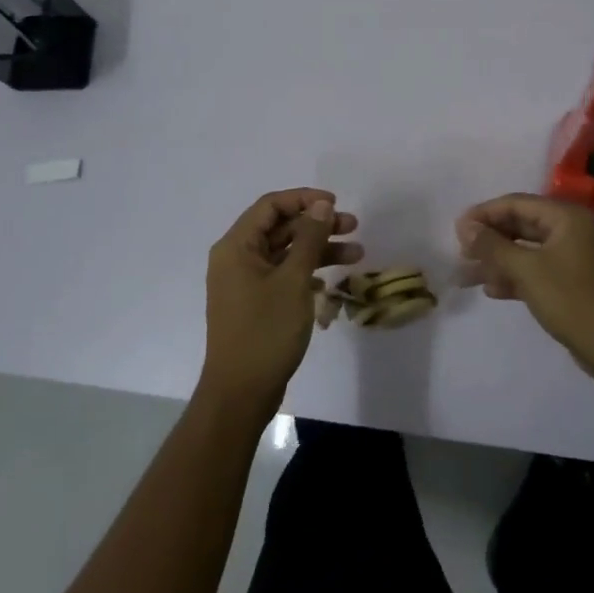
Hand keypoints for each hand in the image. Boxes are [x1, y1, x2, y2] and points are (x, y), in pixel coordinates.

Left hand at [200, 188, 361, 411]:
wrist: (241, 393)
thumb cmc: (265, 331)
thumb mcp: (293, 280)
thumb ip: (309, 239)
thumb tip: (321, 205)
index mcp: (236, 246)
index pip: (271, 206)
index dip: (304, 199)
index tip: (336, 204)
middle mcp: (237, 258)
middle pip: (280, 227)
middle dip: (317, 225)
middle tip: (353, 226)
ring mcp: (245, 283)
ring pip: (286, 252)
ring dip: (319, 250)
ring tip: (357, 254)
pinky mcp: (255, 303)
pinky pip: (283, 275)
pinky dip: (308, 273)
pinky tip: (331, 283)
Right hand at [456, 194, 593, 377]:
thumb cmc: (573, 300)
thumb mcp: (528, 270)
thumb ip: (493, 246)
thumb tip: (465, 227)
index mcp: (567, 217)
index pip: (517, 203)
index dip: (484, 214)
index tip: (456, 231)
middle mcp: (571, 231)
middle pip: (521, 226)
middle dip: (489, 240)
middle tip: (460, 254)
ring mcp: (573, 258)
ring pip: (526, 251)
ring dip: (498, 262)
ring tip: (466, 277)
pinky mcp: (572, 283)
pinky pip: (537, 271)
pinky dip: (514, 278)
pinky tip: (491, 290)